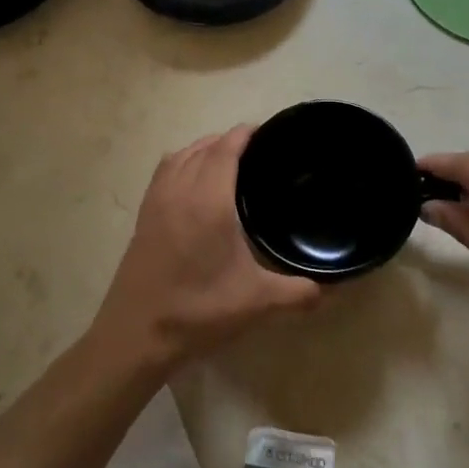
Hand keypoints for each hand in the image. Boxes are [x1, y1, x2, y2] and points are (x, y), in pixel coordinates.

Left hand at [91, 127, 321, 375]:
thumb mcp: (258, 303)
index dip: (244, 134)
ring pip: (180, 156)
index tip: (266, 131)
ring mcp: (156, 201)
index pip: (225, 149)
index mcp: (209, 200)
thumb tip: (333, 288)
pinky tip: (194, 184)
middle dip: (227, 141)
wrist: (136, 336)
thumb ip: (300, 292)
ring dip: (202, 149)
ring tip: (226, 160)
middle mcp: (180, 190)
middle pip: (203, 147)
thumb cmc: (198, 312)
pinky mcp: (143, 216)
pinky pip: (164, 172)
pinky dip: (181, 163)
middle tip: (256, 150)